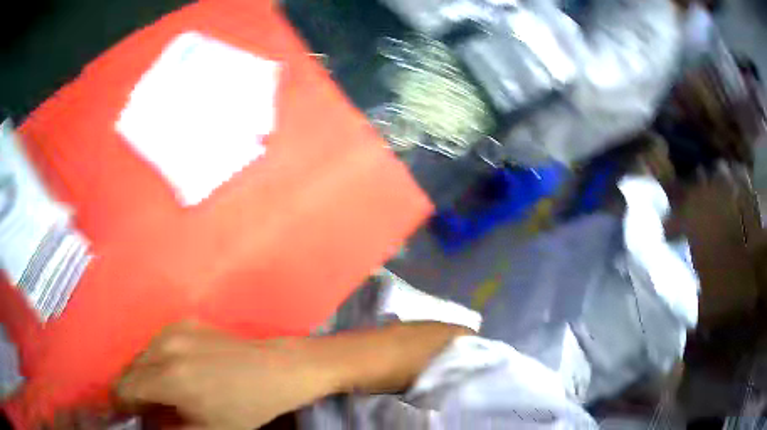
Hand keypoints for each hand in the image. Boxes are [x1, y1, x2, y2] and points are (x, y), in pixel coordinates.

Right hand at [115, 321, 336, 429]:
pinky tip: (172, 373)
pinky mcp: (185, 321)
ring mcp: (174, 328)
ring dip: (142, 374)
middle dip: (131, 391)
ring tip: (158, 393)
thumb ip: (169, 429)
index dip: (121, 403)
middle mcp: (164, 347)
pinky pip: (156, 343)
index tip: (124, 414)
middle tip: (143, 409)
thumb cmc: (246, 408)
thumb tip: (146, 423)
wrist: (276, 371)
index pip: (125, 388)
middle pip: (130, 370)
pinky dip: (155, 360)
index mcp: (168, 377)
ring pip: (141, 355)